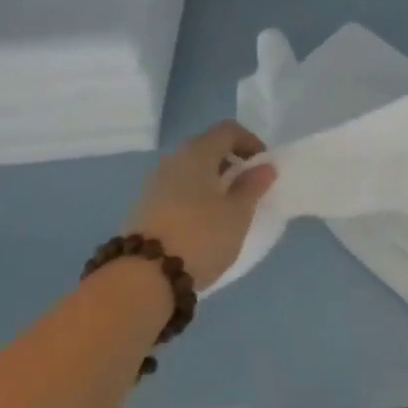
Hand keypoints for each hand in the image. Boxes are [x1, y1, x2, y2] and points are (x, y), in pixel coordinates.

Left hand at [124, 122, 276, 291]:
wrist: (143, 277)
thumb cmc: (200, 236)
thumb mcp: (238, 213)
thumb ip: (253, 186)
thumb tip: (264, 166)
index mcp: (198, 152)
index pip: (228, 130)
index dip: (250, 142)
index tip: (263, 166)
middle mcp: (173, 159)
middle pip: (207, 148)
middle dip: (230, 163)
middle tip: (247, 188)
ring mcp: (154, 183)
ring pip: (190, 171)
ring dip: (211, 182)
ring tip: (226, 210)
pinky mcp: (143, 208)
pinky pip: (176, 191)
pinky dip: (194, 198)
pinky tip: (202, 224)